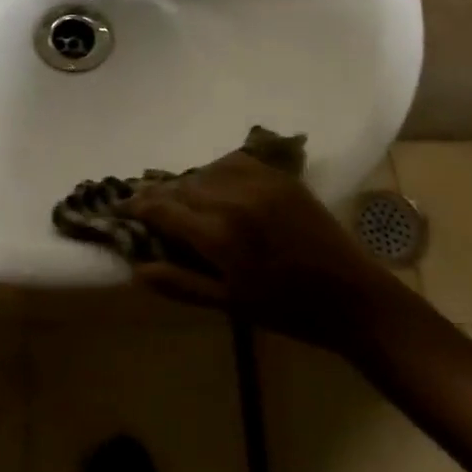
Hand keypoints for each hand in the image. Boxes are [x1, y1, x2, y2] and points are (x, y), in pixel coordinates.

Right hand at [125, 150, 402, 354]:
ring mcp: (258, 182)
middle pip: (182, 185)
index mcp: (219, 234)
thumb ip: (180, 283)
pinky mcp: (279, 176)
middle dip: (161, 195)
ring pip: (206, 170)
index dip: (137, 206)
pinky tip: (217, 185)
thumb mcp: (229, 304)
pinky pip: (235, 161)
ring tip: (183, 199)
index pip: (163, 208)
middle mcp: (233, 198)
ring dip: (189, 183)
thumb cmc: (287, 310)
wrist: (352, 296)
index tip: (120, 207)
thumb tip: (136, 267)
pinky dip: (217, 170)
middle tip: (149, 207)